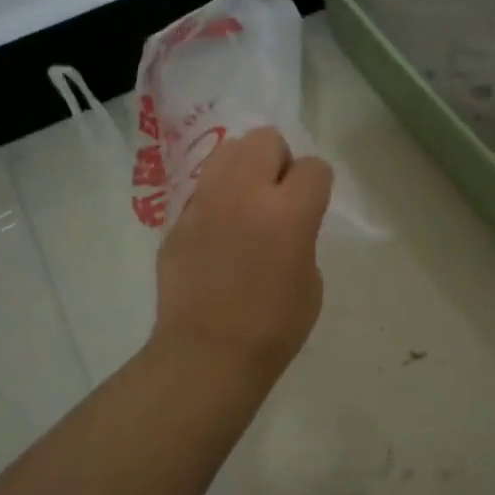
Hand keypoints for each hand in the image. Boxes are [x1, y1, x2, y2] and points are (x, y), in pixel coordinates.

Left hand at [152, 127, 333, 381]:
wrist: (207, 354)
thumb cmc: (274, 328)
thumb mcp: (310, 280)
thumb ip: (302, 235)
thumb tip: (284, 222)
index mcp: (288, 211)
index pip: (314, 167)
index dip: (317, 185)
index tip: (311, 206)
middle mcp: (245, 193)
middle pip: (265, 139)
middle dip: (278, 160)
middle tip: (277, 196)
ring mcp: (204, 203)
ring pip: (227, 152)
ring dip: (243, 168)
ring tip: (245, 204)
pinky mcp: (177, 220)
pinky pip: (202, 191)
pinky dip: (215, 202)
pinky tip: (216, 235)